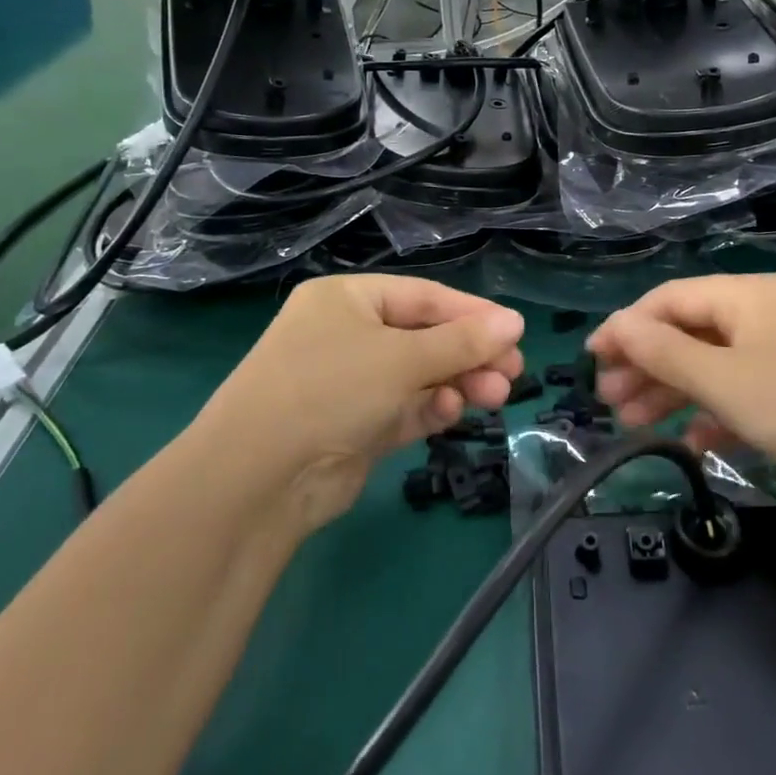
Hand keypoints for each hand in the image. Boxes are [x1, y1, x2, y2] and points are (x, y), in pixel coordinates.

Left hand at [206, 274, 524, 533]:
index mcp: (348, 299)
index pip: (423, 297)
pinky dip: (430, 407)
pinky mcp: (356, 424)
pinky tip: (453, 411)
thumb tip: (516, 321)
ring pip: (418, 374)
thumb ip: (462, 341)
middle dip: (469, 353)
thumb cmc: (331, 389)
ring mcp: (350, 381)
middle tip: (514, 370)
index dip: (471, 312)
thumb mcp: (402, 358)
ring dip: (457, 381)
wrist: (259, 478)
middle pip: (424, 336)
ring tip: (497, 394)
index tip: (514, 330)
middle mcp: (347, 334)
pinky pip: (404, 407)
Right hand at [587, 274, 775, 489]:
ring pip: (713, 366)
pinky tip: (694, 445)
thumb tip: (615, 327)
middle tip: (609, 401)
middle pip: (690, 331)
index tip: (591, 360)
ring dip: (672, 393)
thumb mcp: (725, 380)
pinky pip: (743, 395)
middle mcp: (768, 315)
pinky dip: (714, 416)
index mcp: (750, 295)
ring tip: (634, 426)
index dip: (627, 326)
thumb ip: (663, 352)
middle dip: (646, 365)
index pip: (671, 298)